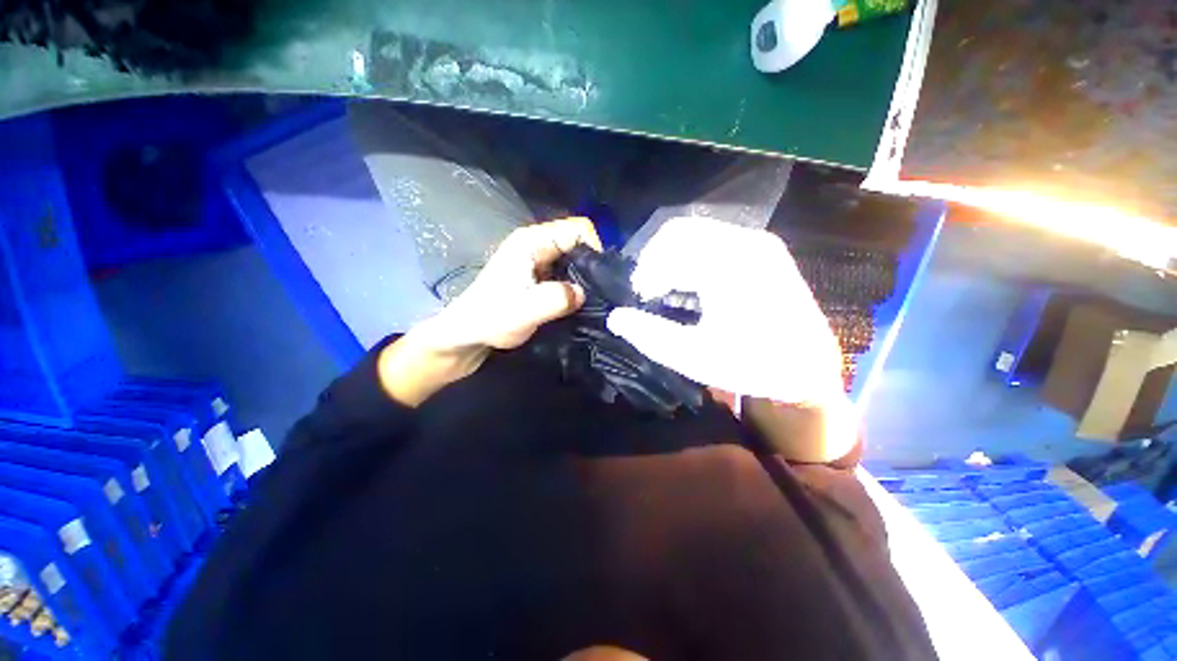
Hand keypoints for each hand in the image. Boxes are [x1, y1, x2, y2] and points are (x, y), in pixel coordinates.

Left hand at [380, 218, 601, 405]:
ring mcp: (537, 260)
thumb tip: (583, 293)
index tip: (599, 278)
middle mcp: (537, 245)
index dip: (594, 248)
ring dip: (585, 278)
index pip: (578, 228)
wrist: (468, 334)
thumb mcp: (524, 311)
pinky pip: (566, 274)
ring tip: (590, 301)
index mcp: (532, 242)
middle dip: (592, 265)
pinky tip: (576, 304)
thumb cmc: (492, 318)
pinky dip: (575, 286)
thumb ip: (556, 299)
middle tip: (598, 294)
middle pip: (578, 242)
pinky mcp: (539, 276)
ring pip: (574, 260)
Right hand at [606, 217, 843, 406]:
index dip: (645, 271)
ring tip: (665, 294)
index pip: (669, 245)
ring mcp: (756, 243)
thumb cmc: (754, 365)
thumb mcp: (695, 357)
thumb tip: (615, 317)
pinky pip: (712, 243)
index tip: (640, 301)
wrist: (810, 368)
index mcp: (730, 263)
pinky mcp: (761, 251)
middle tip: (648, 294)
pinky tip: (687, 290)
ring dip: (671, 260)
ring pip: (695, 235)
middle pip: (680, 232)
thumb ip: (650, 335)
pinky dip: (690, 261)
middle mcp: (745, 241)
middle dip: (655, 261)